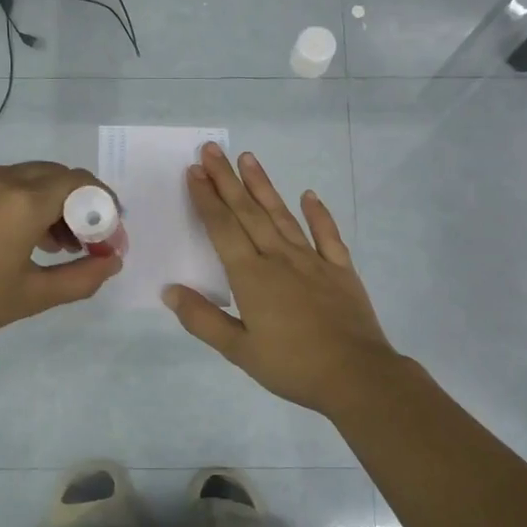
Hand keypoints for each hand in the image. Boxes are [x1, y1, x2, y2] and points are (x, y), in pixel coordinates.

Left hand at [0, 161, 121, 358]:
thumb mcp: (31, 297)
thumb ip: (81, 278)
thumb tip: (113, 263)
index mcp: (23, 201)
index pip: (82, 184)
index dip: (105, 208)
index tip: (111, 240)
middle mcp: (2, 178)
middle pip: (60, 176)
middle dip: (83, 206)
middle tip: (91, 245)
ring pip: (35, 178)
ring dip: (57, 204)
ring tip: (62, 248)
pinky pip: (9, 185)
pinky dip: (30, 203)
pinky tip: (29, 239)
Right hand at [163, 143, 400, 417]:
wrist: (357, 376)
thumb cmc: (292, 366)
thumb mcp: (239, 351)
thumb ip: (203, 319)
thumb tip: (170, 291)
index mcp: (252, 277)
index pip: (223, 229)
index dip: (207, 199)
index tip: (194, 172)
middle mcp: (280, 258)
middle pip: (249, 213)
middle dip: (227, 180)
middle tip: (212, 150)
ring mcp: (313, 261)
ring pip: (283, 216)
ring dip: (264, 186)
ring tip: (248, 158)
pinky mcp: (341, 270)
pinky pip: (327, 235)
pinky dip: (318, 214)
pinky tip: (309, 195)